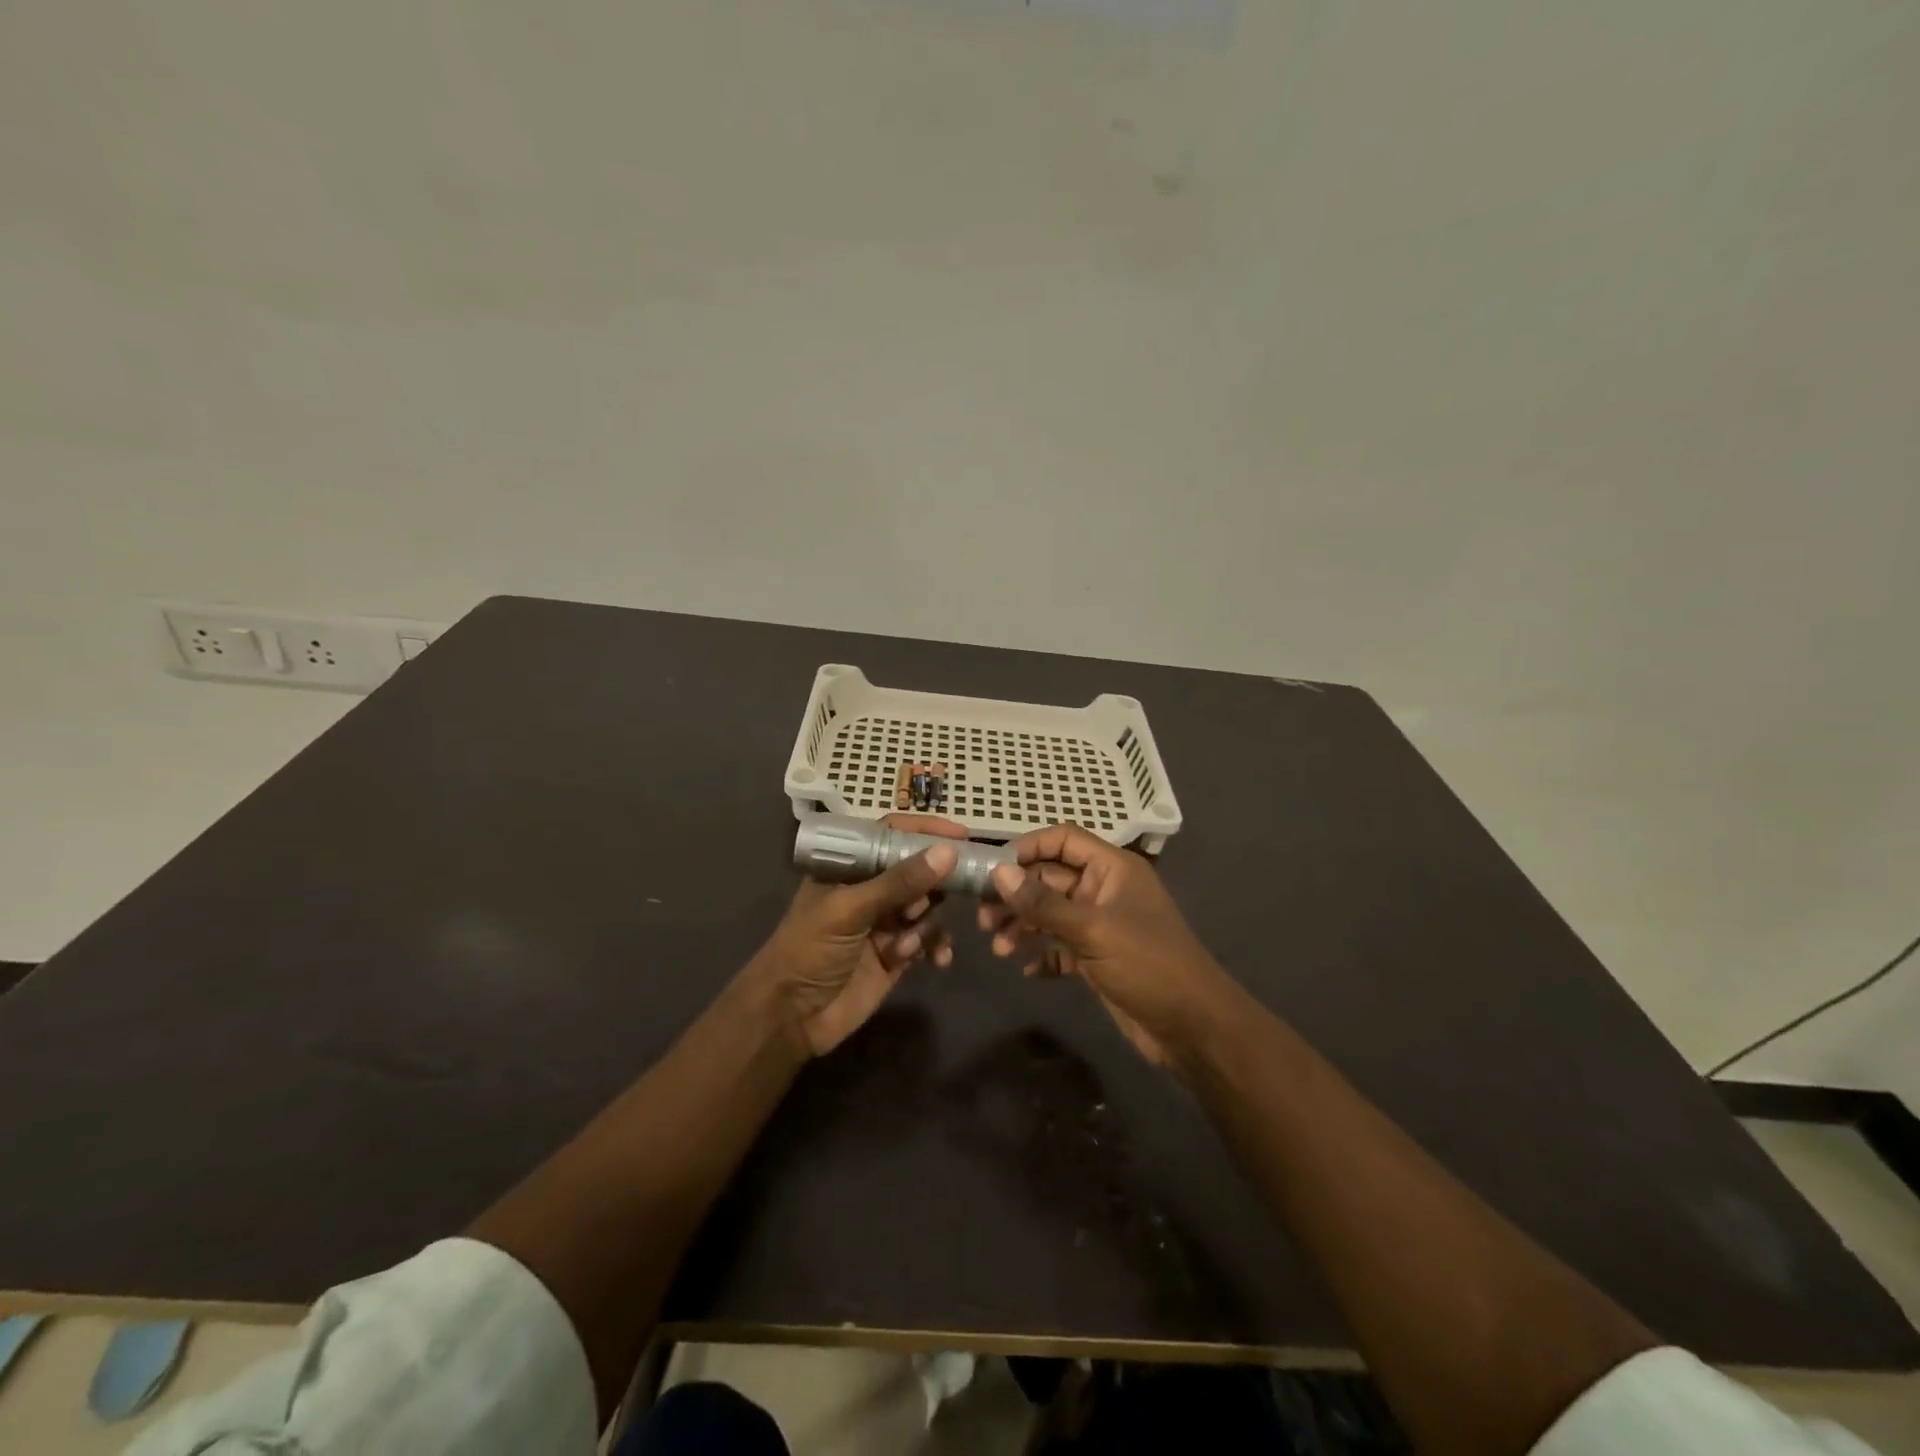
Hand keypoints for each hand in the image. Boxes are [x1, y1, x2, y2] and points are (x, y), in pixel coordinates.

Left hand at [747, 815, 963, 1056]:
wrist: (791, 1018)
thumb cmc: (809, 950)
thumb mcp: (850, 910)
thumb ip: (899, 882)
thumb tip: (948, 852)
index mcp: (849, 868)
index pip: (891, 836)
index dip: (924, 831)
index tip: (961, 835)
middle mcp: (870, 890)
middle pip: (917, 870)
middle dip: (934, 883)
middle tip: (942, 895)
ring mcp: (885, 923)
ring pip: (927, 907)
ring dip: (928, 923)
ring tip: (908, 944)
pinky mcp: (897, 954)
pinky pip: (929, 940)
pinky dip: (937, 946)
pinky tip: (938, 960)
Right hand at [980, 824, 1239, 1071]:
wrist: (1193, 1029)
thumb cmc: (1148, 965)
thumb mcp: (1093, 930)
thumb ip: (1043, 903)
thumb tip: (998, 873)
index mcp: (1113, 869)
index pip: (1064, 840)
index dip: (1028, 848)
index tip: (993, 870)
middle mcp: (1105, 890)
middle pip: (1051, 878)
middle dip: (1017, 895)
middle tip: (983, 918)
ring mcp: (1101, 925)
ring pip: (1051, 914)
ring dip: (1023, 927)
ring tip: (998, 949)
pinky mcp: (1098, 958)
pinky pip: (1060, 946)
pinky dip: (1042, 954)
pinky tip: (1027, 970)